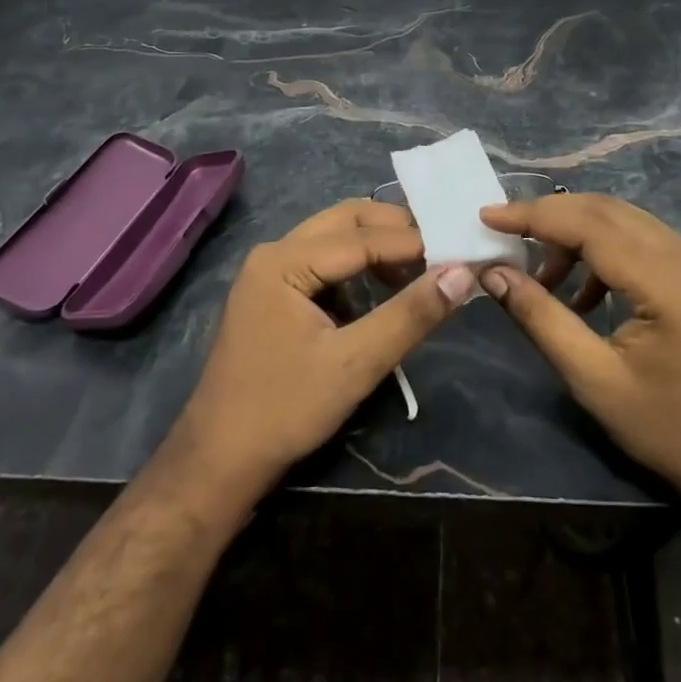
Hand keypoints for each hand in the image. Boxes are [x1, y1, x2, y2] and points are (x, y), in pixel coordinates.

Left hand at [169, 200, 471, 500]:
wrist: (219, 460)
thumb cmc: (285, 410)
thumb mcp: (355, 364)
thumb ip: (409, 315)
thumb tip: (461, 274)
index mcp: (284, 261)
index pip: (361, 237)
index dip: (413, 243)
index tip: (459, 251)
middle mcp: (274, 252)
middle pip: (345, 221)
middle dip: (394, 230)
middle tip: (441, 249)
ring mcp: (269, 271)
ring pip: (334, 237)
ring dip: (377, 245)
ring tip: (419, 268)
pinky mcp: (273, 292)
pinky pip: (323, 260)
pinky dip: (358, 265)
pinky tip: (382, 288)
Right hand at [478, 194, 680, 526]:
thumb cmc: (665, 428)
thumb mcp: (592, 378)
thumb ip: (540, 317)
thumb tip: (493, 272)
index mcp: (668, 283)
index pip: (590, 225)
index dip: (534, 215)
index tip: (488, 215)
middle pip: (606, 210)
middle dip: (550, 214)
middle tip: (504, 231)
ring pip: (623, 219)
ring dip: (575, 231)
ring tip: (541, 272)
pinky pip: (640, 239)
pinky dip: (602, 248)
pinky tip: (582, 291)